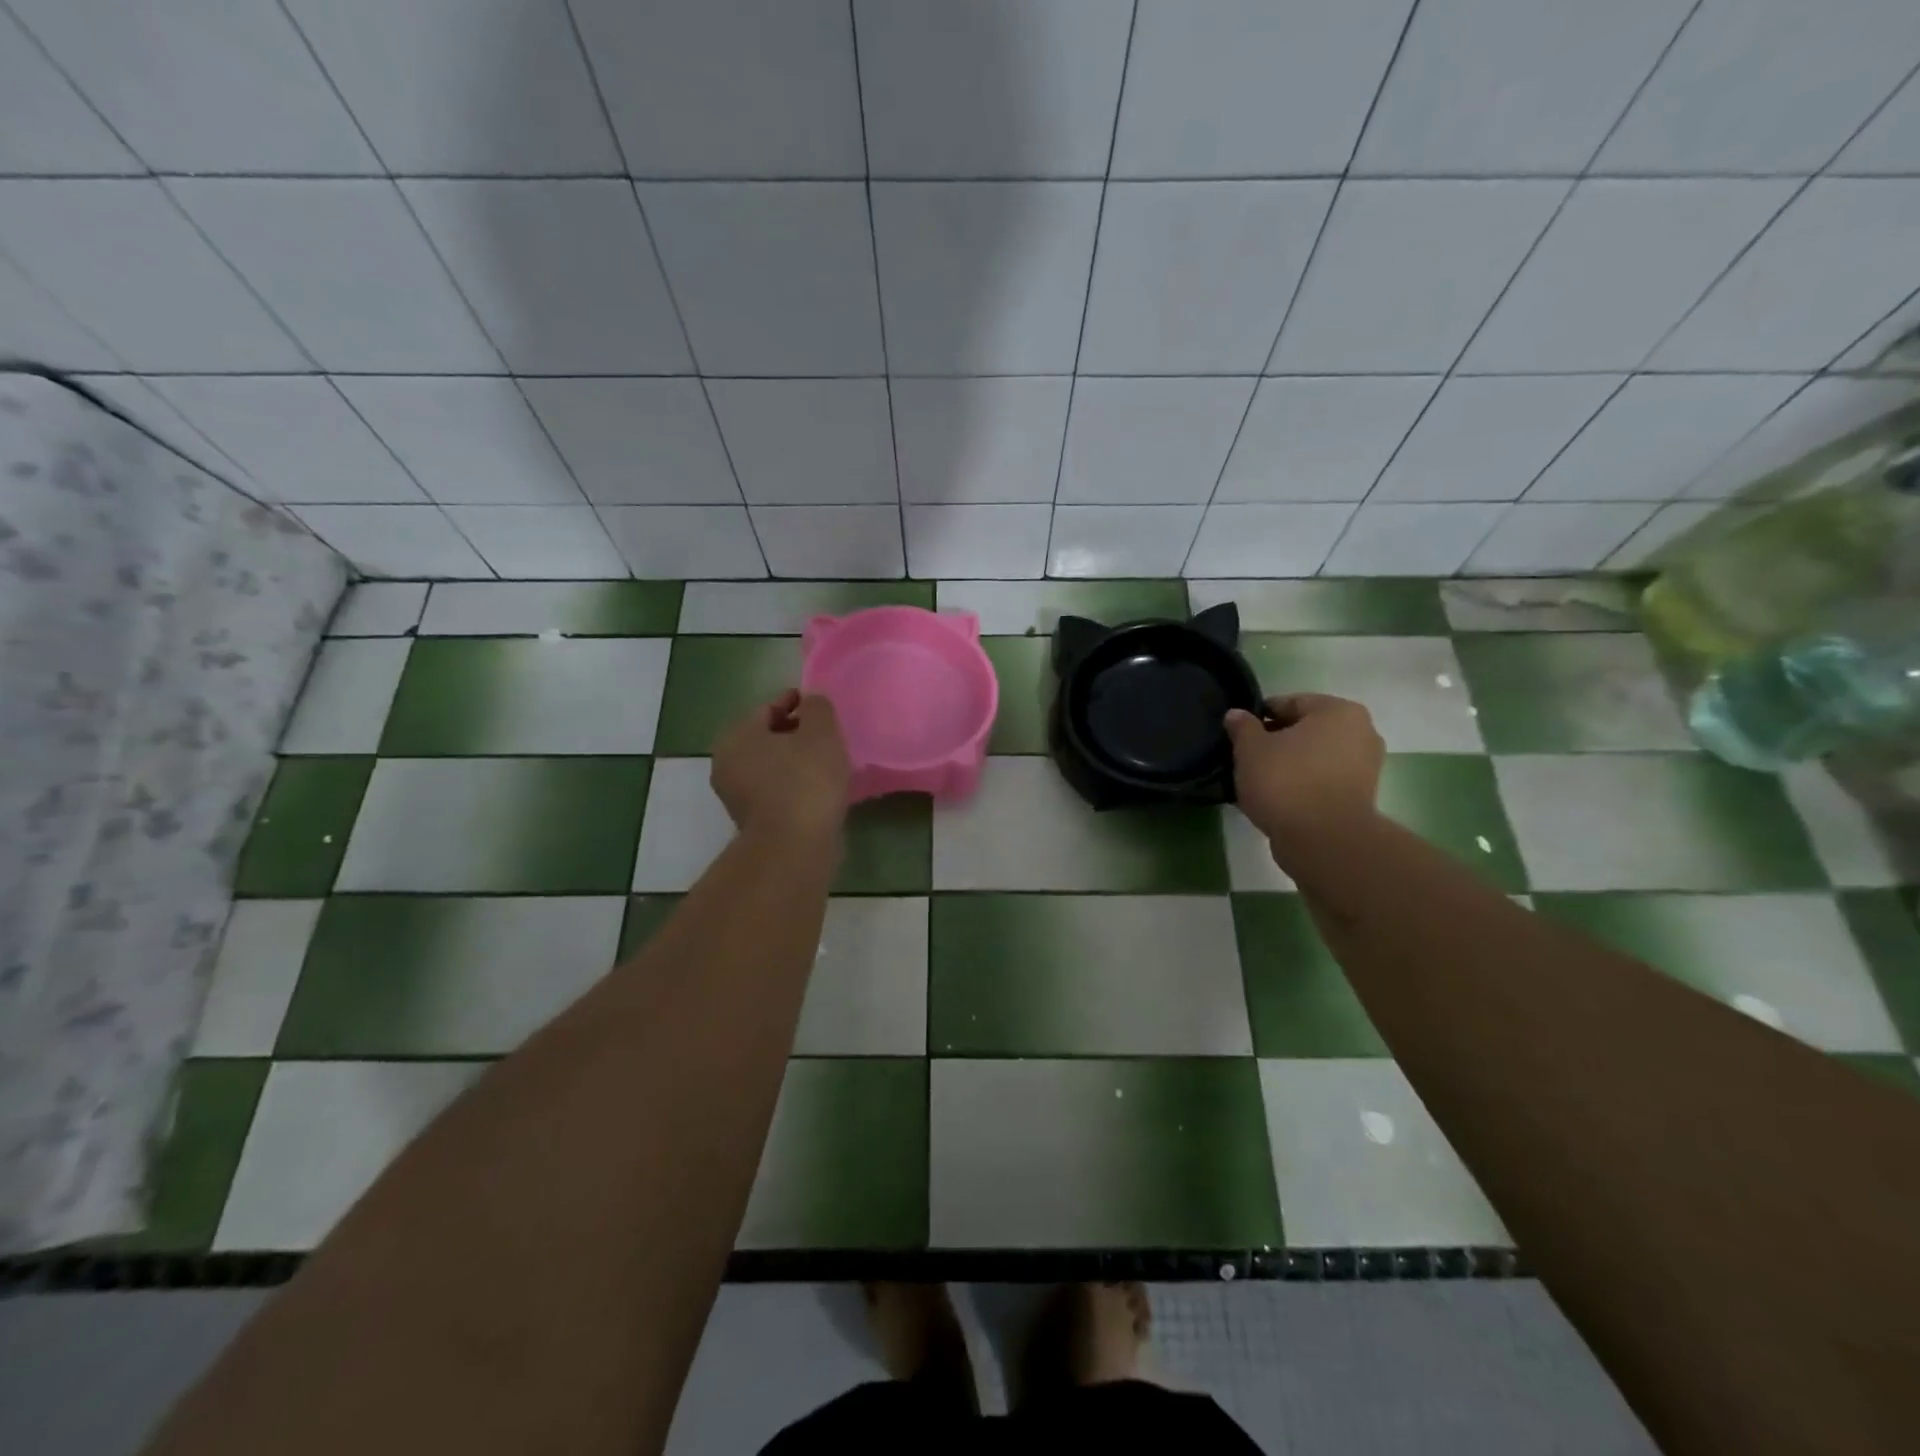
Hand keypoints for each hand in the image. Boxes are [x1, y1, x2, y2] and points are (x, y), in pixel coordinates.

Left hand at [711, 690, 850, 842]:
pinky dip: (793, 785)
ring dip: (794, 762)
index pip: (768, 709)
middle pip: (766, 738)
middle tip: (824, 734)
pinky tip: (818, 788)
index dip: (794, 702)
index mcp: (737, 736)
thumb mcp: (821, 732)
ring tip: (825, 762)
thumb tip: (812, 703)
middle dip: (793, 733)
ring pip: (770, 767)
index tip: (817, 705)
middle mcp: (728, 764)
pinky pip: (776, 792)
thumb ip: (818, 708)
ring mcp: (737, 796)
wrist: (795, 847)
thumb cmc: (806, 781)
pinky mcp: (753, 822)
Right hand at [1225, 694, 1383, 844]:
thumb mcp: (1251, 749)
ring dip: (1288, 765)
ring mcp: (1365, 767)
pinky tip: (1277, 799)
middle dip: (1275, 741)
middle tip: (1245, 759)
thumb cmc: (1286, 782)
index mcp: (1338, 711)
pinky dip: (1302, 785)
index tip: (1237, 734)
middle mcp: (1361, 732)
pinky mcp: (1361, 797)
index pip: (1289, 703)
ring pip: (1314, 757)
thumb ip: (1242, 727)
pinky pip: (1322, 781)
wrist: (1324, 841)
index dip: (1258, 716)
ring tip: (1258, 782)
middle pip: (1304, 730)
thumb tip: (1236, 714)